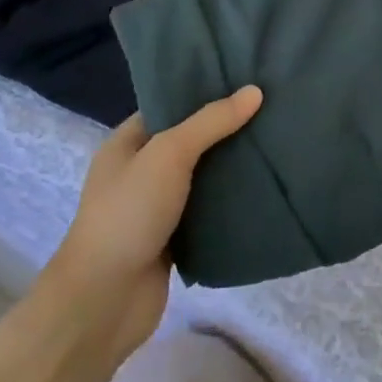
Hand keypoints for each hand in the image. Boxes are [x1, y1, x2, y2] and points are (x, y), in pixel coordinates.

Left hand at [48, 87, 261, 366]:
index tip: (246, 80)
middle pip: (190, 141)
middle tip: (271, 109)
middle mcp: (140, 172)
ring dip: (233, 166)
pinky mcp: (174, 240)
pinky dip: (231, 202)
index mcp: (126, 144)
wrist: (105, 301)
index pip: (169, 106)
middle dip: (226, 129)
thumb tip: (255, 91)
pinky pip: (208, 212)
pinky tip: (266, 187)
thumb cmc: (129, 214)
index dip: (204, 93)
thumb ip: (211, 123)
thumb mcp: (169, 154)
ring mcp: (157, 208)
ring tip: (277, 142)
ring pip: (203, 178)